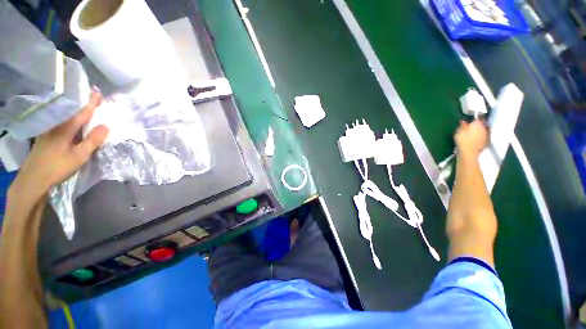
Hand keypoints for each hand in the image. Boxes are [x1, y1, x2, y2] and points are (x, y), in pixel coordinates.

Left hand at [9, 90, 108, 200]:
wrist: (34, 178)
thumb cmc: (58, 167)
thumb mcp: (79, 156)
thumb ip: (92, 140)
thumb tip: (106, 125)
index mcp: (66, 128)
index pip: (82, 112)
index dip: (91, 102)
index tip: (98, 92)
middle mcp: (57, 125)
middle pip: (72, 110)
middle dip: (83, 102)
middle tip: (93, 94)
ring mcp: (50, 129)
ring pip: (66, 115)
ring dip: (76, 109)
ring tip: (85, 104)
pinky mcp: (47, 135)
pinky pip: (61, 121)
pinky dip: (70, 117)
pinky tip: (73, 118)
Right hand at [454, 119, 488, 156]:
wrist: (469, 152)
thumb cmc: (463, 140)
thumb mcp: (459, 131)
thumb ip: (462, 125)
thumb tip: (463, 121)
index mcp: (477, 123)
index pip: (477, 118)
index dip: (473, 119)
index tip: (469, 121)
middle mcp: (484, 128)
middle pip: (481, 125)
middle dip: (476, 126)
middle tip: (470, 128)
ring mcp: (486, 135)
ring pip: (482, 131)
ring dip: (478, 132)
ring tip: (471, 134)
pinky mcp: (486, 142)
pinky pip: (483, 137)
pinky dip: (479, 137)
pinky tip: (474, 140)